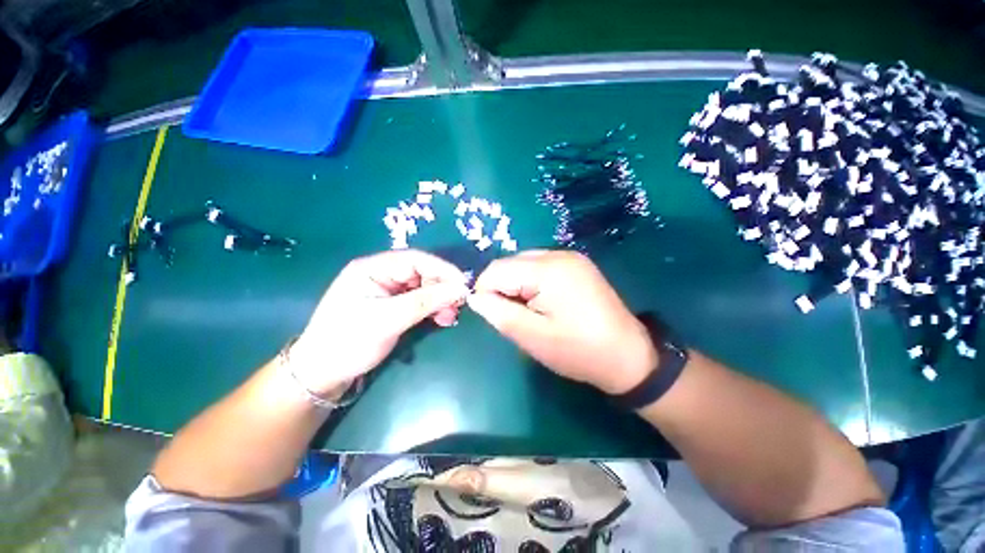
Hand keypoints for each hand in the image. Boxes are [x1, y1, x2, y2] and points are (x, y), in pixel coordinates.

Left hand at [289, 250, 468, 396]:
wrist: (322, 373)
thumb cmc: (348, 342)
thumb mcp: (388, 320)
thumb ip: (426, 302)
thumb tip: (460, 289)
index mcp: (373, 268)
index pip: (416, 259)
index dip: (442, 269)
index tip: (464, 284)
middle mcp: (381, 274)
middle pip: (422, 273)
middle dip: (442, 288)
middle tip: (458, 306)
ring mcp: (387, 290)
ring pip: (424, 287)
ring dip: (440, 300)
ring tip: (450, 317)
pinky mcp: (392, 305)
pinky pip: (419, 300)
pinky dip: (433, 308)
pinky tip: (441, 318)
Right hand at [467, 251, 656, 393]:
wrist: (628, 357)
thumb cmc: (578, 351)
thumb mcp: (532, 337)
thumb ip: (498, 313)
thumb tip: (474, 297)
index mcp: (548, 269)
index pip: (497, 269)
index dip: (485, 290)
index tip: (490, 313)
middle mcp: (559, 254)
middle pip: (511, 262)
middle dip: (502, 287)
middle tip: (512, 315)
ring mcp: (571, 257)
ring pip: (524, 263)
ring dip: (517, 285)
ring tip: (528, 311)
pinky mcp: (577, 265)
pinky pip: (541, 266)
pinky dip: (531, 282)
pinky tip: (542, 302)